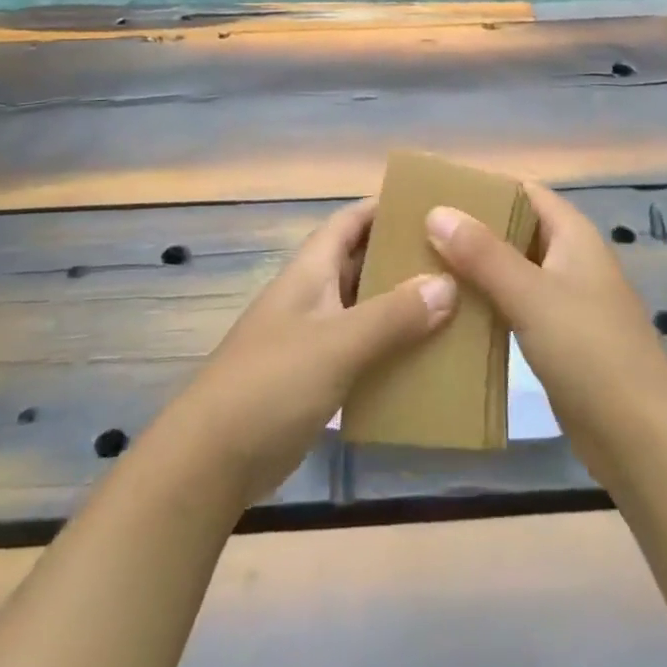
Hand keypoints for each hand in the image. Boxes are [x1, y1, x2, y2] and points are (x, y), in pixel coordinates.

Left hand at [155, 200, 456, 505]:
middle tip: (455, 259)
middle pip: (361, 262)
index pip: (350, 221)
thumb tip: (448, 283)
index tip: (430, 205)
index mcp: (311, 271)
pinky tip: (423, 359)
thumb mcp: (338, 345)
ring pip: (364, 306)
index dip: (384, 207)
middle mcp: (312, 295)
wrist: (210, 461)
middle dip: (402, 257)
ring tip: (452, 305)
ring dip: (400, 304)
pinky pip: (361, 348)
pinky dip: (389, 347)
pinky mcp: (314, 377)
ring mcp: (311, 337)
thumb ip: (393, 315)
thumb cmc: (272, 384)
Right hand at [427, 182, 666, 486]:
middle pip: (516, 229)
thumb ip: (483, 254)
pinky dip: (487, 302)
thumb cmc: (590, 352)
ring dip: (476, 268)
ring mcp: (566, 301)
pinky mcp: (558, 338)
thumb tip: (436, 211)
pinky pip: (515, 306)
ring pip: (513, 270)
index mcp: (574, 235)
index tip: (436, 192)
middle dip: (472, 229)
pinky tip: (451, 311)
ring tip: (423, 267)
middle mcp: (571, 259)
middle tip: (418, 231)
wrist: (641, 439)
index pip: (524, 192)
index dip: (483, 187)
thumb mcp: (532, 296)